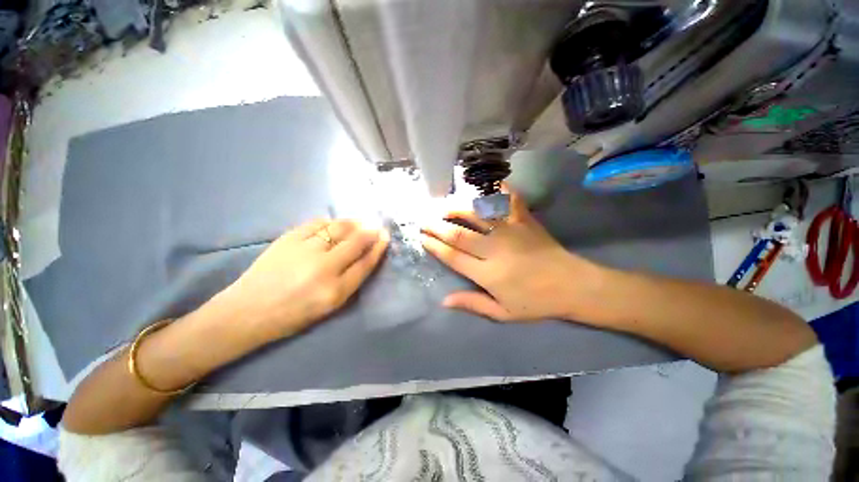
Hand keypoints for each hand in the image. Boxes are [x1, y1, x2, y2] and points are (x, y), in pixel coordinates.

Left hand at [222, 219, 388, 338]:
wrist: (248, 311)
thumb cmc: (294, 314)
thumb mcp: (329, 306)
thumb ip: (350, 281)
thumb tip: (365, 255)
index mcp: (335, 291)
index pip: (365, 264)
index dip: (378, 248)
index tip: (385, 238)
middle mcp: (323, 269)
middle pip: (356, 242)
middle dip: (371, 232)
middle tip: (377, 226)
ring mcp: (305, 251)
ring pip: (339, 228)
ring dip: (354, 223)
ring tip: (359, 222)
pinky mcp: (288, 239)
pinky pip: (317, 223)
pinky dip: (330, 222)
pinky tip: (333, 224)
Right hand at [421, 188, 603, 321]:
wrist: (573, 286)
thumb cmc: (536, 303)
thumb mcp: (503, 313)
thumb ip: (473, 304)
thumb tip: (443, 301)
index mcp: (488, 274)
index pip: (453, 256)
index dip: (435, 246)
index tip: (422, 238)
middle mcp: (495, 249)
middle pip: (459, 233)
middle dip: (437, 226)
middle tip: (424, 220)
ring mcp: (511, 231)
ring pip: (477, 213)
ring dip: (457, 207)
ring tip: (444, 205)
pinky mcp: (525, 220)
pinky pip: (509, 200)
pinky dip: (497, 189)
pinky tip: (487, 183)